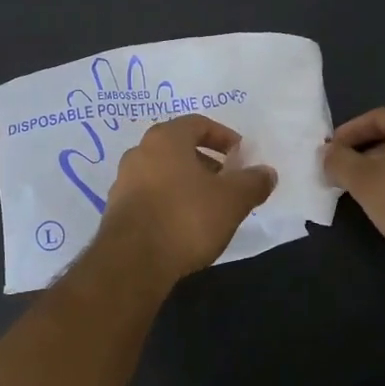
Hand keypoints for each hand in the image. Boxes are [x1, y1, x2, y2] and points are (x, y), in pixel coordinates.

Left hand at [96, 116, 276, 285]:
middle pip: (179, 148)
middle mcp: (140, 152)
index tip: (241, 156)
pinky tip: (184, 226)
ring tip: (209, 207)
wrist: (133, 262)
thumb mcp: (232, 200)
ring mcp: (124, 181)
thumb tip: (267, 173)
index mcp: (165, 138)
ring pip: (163, 172)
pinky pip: (150, 195)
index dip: (223, 136)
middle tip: (228, 182)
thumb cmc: (186, 218)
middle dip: (207, 162)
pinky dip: (170, 201)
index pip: (198, 123)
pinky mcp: (116, 210)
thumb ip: (253, 182)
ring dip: (187, 183)